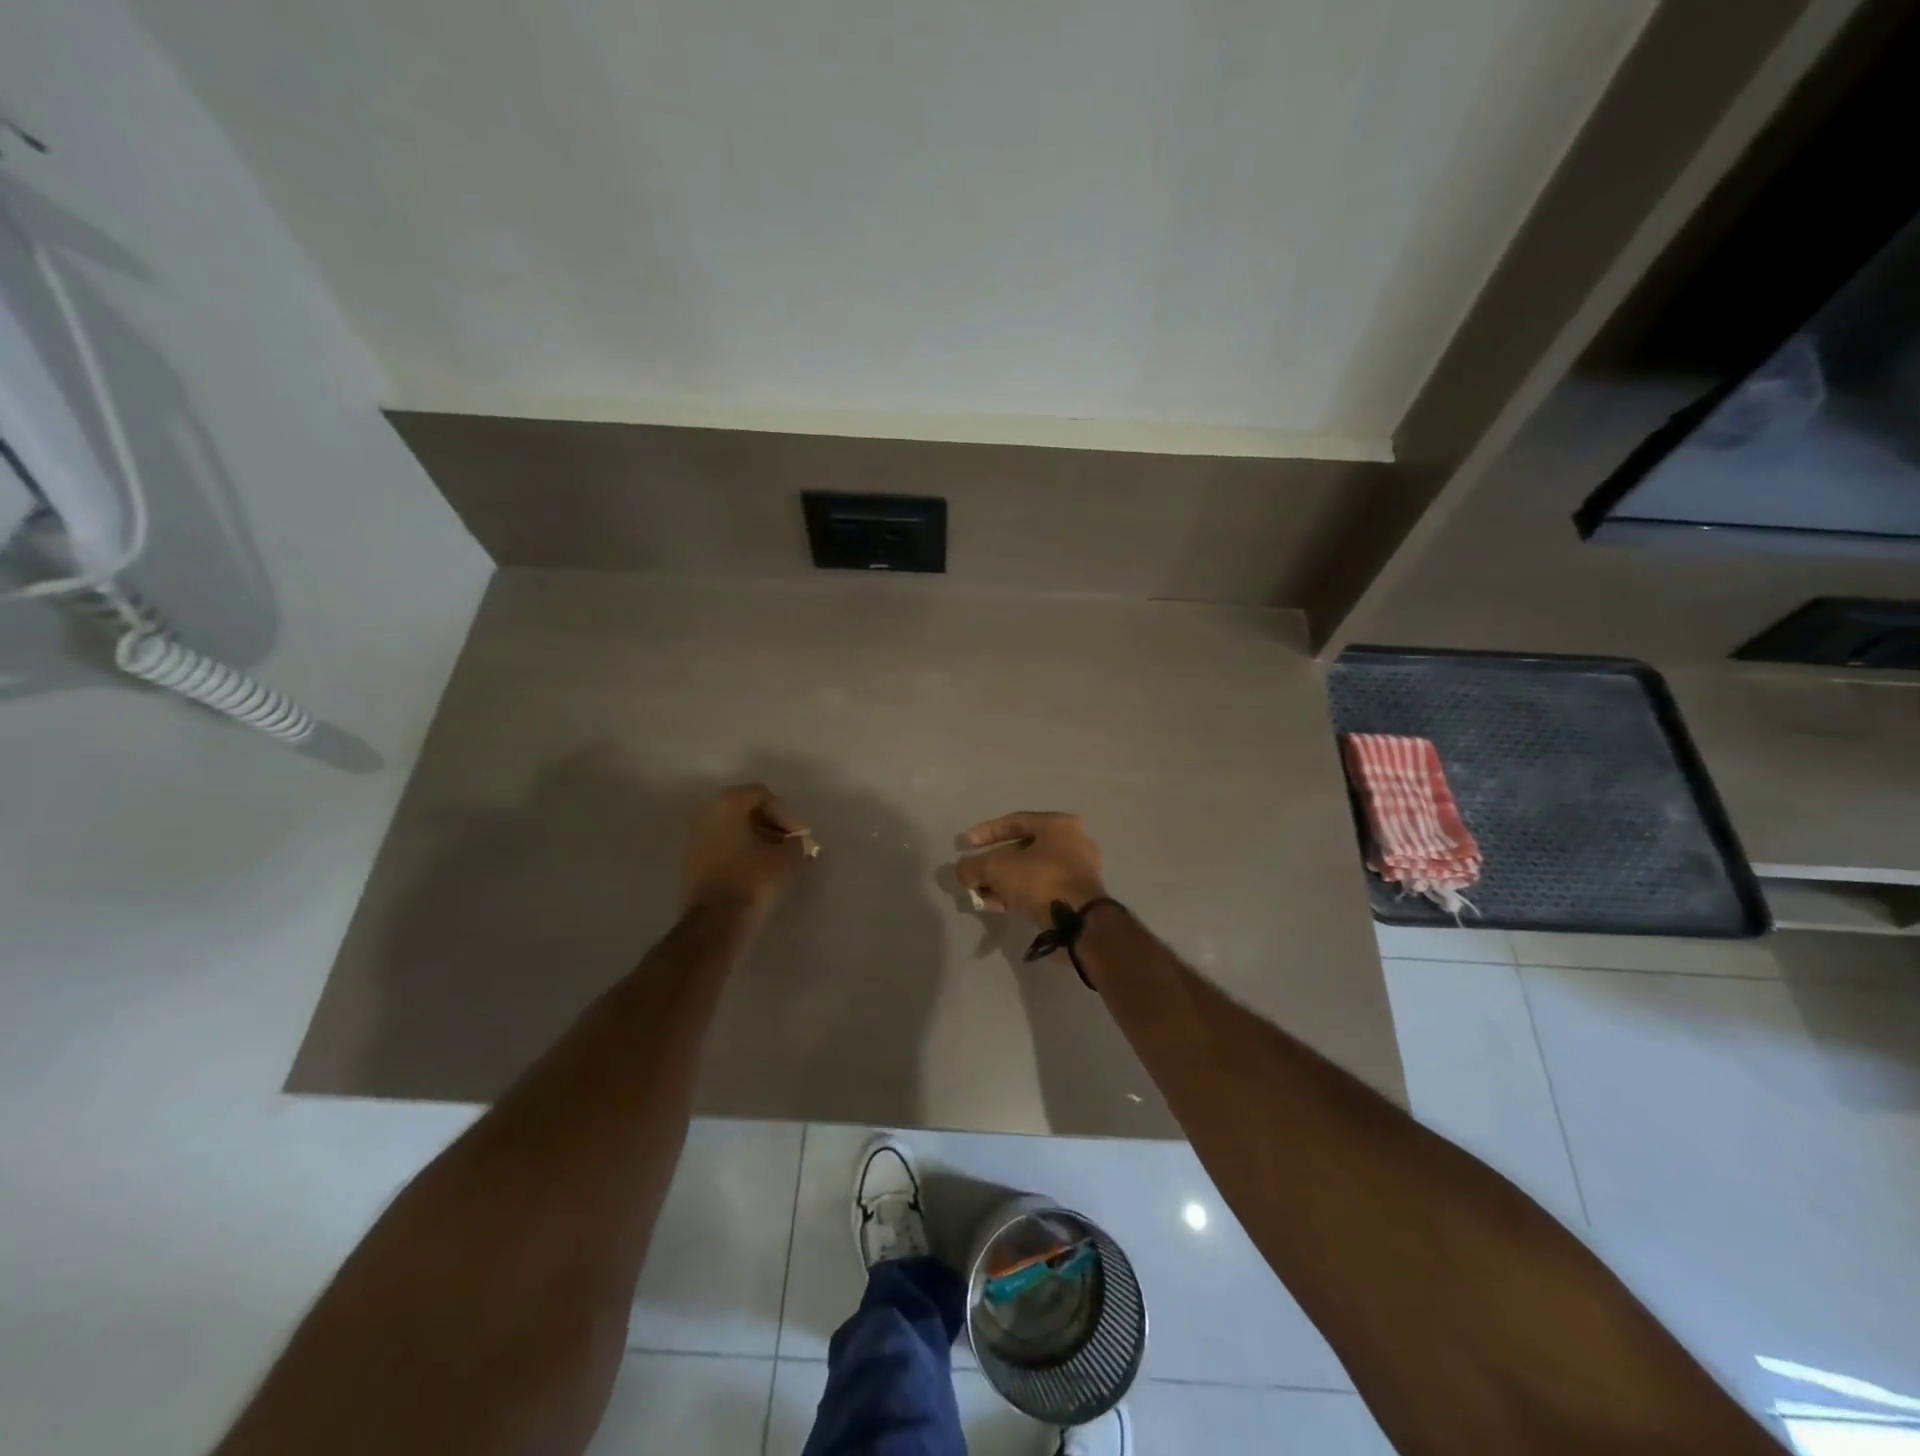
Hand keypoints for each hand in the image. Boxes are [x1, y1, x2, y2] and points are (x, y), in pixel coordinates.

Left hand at [682, 783, 811, 918]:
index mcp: (727, 803)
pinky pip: (723, 845)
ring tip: (778, 858)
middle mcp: (706, 813)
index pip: (763, 795)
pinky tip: (759, 869)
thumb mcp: (787, 858)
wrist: (715, 923)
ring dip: (758, 838)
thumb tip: (800, 844)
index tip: (800, 837)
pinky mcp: (691, 861)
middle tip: (791, 844)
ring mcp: (694, 837)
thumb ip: (798, 844)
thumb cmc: (752, 880)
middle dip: (772, 825)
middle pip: (746, 809)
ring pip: (733, 828)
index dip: (786, 814)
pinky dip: (742, 851)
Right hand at [955, 811, 1106, 927]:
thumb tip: (962, 871)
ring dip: (1002, 882)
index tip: (963, 846)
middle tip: (972, 876)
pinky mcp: (1077, 895)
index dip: (984, 833)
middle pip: (1021, 849)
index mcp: (1058, 824)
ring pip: (1030, 871)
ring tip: (979, 895)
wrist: (1080, 922)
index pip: (1014, 822)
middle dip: (992, 864)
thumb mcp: (998, 869)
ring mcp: (1077, 870)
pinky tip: (997, 905)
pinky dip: (1018, 893)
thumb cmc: (1041, 881)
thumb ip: (973, 866)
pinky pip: (1041, 888)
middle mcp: (1072, 842)